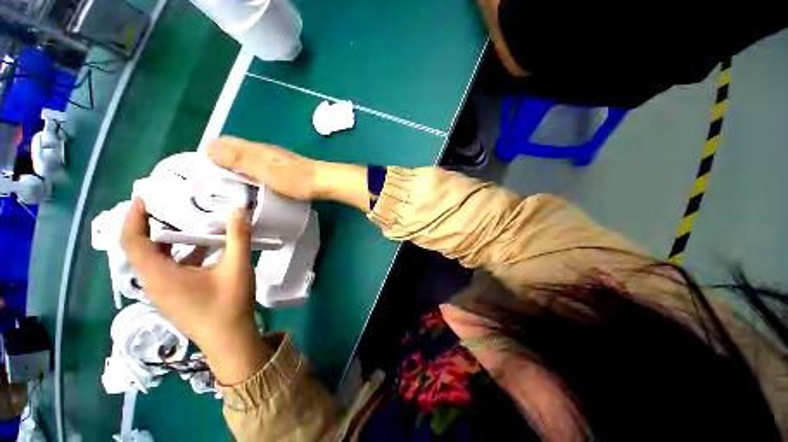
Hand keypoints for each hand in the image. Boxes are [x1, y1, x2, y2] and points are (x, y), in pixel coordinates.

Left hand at [120, 198, 271, 384]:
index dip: (133, 216)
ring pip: (153, 260)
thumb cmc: (229, 304)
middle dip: (149, 224)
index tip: (145, 196)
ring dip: (165, 240)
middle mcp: (153, 283)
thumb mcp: (237, 267)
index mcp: (160, 275)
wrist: (229, 339)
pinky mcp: (172, 298)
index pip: (131, 240)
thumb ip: (238, 237)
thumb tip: (238, 209)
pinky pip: (165, 270)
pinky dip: (176, 254)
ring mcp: (161, 293)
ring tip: (186, 223)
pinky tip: (202, 251)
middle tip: (169, 205)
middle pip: (139, 248)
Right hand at [207, 136, 319, 200]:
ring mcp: (274, 159)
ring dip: (234, 166)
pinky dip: (249, 172)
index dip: (209, 152)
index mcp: (256, 149)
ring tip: (225, 184)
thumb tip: (208, 147)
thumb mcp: (265, 170)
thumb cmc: (295, 178)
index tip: (199, 170)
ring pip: (247, 158)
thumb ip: (239, 160)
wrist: (324, 182)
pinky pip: (259, 166)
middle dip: (218, 160)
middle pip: (234, 149)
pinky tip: (250, 183)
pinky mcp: (283, 168)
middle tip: (209, 180)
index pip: (225, 142)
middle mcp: (263, 150)